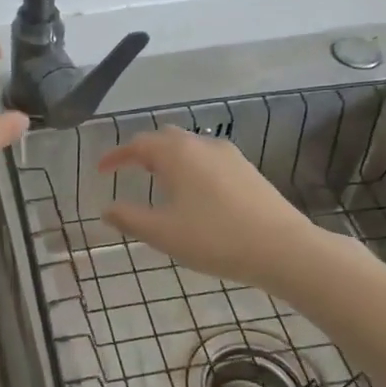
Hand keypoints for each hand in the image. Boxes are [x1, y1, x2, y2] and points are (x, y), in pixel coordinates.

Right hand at [98, 127, 342, 288]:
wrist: (283, 248)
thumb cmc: (215, 238)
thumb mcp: (163, 233)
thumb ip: (129, 219)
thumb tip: (107, 209)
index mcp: (176, 154)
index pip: (137, 144)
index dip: (116, 156)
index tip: (102, 170)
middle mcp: (201, 145)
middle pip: (165, 138)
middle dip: (143, 151)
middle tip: (130, 171)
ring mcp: (229, 155)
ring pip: (189, 147)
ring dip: (169, 159)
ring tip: (160, 183)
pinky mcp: (247, 170)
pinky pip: (208, 159)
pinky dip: (191, 167)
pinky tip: (195, 194)